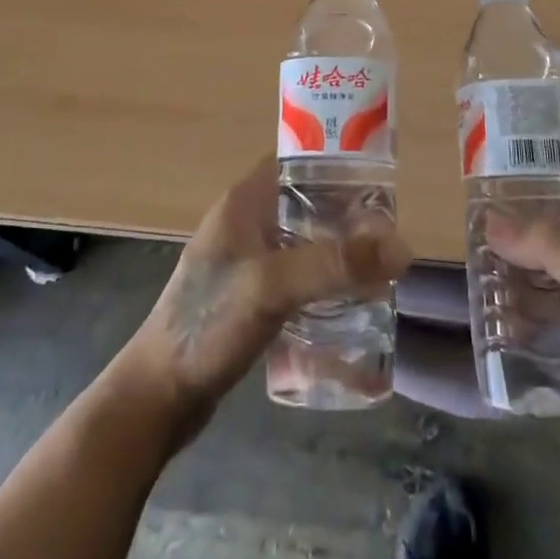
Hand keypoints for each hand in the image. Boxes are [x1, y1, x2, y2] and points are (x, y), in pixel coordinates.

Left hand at [115, 155, 410, 444]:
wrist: (156, 396)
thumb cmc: (207, 324)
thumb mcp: (272, 286)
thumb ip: (334, 265)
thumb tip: (402, 247)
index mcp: (245, 201)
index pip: (299, 162)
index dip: (338, 165)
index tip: (380, 184)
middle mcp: (246, 222)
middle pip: (308, 202)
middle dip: (347, 216)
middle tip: (388, 236)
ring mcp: (246, 261)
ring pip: (305, 241)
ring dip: (337, 251)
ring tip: (378, 270)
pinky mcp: (249, 297)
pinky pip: (297, 275)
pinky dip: (322, 282)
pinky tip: (348, 303)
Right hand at [486, 174, 559, 462]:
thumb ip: (553, 249)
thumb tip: (492, 220)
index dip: (532, 167)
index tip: (489, 168)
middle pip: (548, 219)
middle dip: (511, 218)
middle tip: (469, 222)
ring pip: (543, 260)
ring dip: (512, 260)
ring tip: (474, 264)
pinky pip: (545, 299)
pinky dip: (522, 299)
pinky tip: (496, 310)